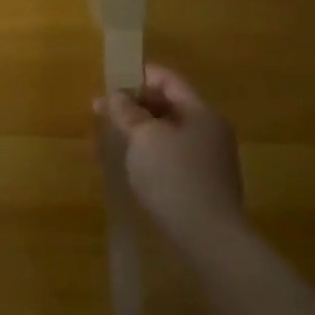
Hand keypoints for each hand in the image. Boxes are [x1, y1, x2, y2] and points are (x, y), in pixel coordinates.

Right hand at [95, 64, 245, 255]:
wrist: (208, 238)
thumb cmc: (174, 177)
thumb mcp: (143, 137)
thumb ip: (126, 112)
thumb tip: (114, 95)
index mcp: (201, 113)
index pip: (169, 80)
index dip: (139, 76)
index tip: (110, 82)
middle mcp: (210, 131)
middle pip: (170, 106)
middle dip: (135, 106)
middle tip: (104, 114)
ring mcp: (210, 160)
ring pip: (169, 134)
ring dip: (140, 133)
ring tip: (111, 141)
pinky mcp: (203, 186)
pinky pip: (172, 158)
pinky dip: (150, 155)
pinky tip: (130, 168)